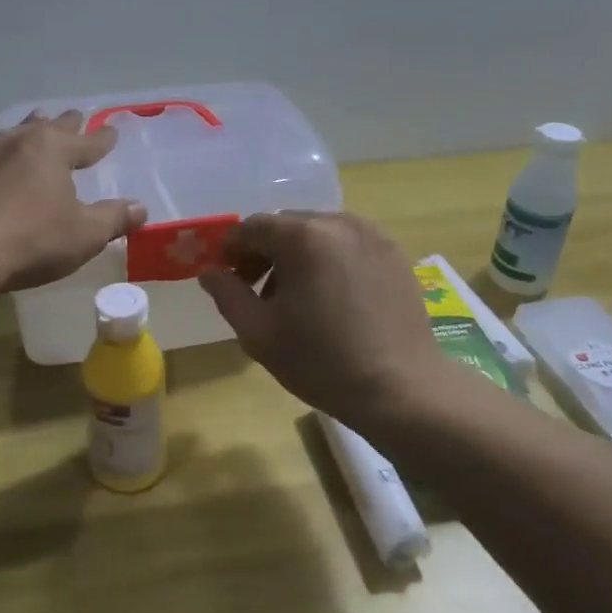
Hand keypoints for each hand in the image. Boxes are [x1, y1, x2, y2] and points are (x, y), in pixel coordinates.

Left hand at [0, 112, 145, 291]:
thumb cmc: (31, 240)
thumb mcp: (84, 235)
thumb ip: (114, 219)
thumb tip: (141, 208)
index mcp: (53, 149)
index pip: (87, 141)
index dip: (102, 140)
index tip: (112, 132)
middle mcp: (17, 141)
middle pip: (47, 127)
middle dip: (65, 124)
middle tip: (74, 116)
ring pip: (13, 135)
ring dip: (29, 132)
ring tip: (34, 128)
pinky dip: (1, 157)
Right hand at [198, 212, 452, 428]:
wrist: (401, 389)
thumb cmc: (322, 361)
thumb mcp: (259, 333)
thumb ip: (227, 294)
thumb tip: (210, 272)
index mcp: (304, 236)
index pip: (253, 227)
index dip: (232, 249)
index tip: (226, 277)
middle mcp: (339, 223)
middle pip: (287, 226)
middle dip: (265, 252)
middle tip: (257, 291)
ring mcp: (373, 236)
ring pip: (319, 233)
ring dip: (298, 256)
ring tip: (297, 298)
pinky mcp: (395, 254)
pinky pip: (348, 245)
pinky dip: (330, 260)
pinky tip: (332, 299)